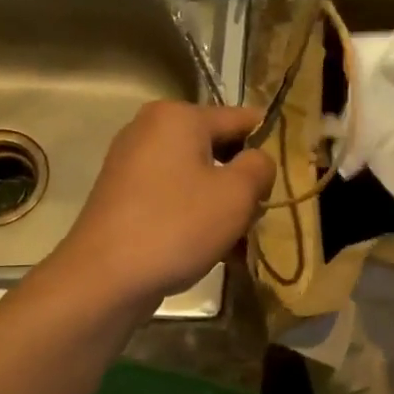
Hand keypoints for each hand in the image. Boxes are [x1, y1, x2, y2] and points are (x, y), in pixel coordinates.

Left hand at [51, 101, 274, 309]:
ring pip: (196, 178)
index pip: (242, 119)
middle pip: (216, 149)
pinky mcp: (123, 197)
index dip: (270, 146)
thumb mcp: (236, 195)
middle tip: (261, 216)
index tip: (289, 177)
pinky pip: (173, 198)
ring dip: (221, 206)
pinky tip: (214, 252)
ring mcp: (132, 164)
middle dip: (243, 182)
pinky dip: (195, 218)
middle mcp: (150, 130)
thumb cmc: (177, 226)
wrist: (104, 277)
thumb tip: (257, 160)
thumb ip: (259, 167)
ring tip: (240, 242)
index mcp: (178, 116)